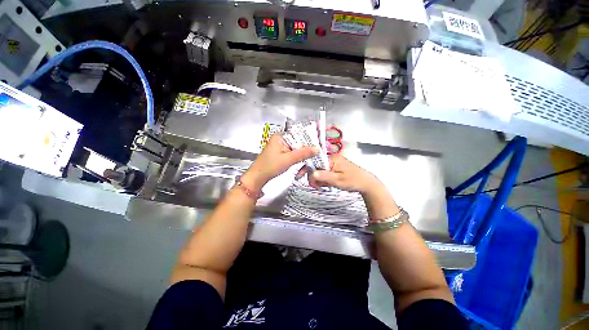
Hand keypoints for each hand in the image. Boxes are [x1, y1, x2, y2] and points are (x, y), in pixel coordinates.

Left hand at [241, 134, 318, 190]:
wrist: (258, 177)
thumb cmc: (269, 167)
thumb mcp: (288, 159)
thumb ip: (303, 153)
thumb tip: (316, 149)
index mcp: (280, 137)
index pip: (298, 134)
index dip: (308, 140)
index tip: (317, 146)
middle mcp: (281, 140)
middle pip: (298, 142)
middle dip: (306, 149)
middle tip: (315, 155)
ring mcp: (281, 147)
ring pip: (297, 148)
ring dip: (303, 155)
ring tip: (310, 160)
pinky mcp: (282, 154)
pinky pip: (293, 153)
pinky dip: (298, 158)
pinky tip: (303, 162)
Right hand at [307, 154, 381, 193]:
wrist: (367, 183)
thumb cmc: (353, 181)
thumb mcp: (338, 180)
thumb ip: (324, 177)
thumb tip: (311, 174)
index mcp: (332, 159)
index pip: (315, 162)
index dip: (306, 169)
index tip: (299, 177)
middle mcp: (332, 159)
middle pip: (317, 167)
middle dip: (313, 176)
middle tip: (315, 186)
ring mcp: (334, 164)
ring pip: (320, 171)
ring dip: (319, 179)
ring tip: (322, 187)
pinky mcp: (336, 168)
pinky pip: (326, 173)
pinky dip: (324, 179)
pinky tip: (326, 185)